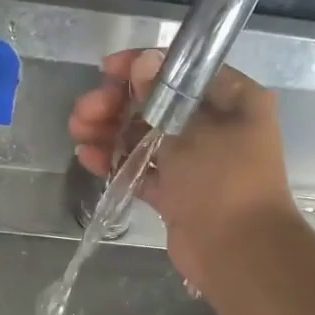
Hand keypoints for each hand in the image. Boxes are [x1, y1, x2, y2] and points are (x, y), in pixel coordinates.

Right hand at [69, 48, 297, 292]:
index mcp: (234, 101)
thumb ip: (160, 96)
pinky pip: (143, 169)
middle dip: (118, 104)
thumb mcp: (190, 132)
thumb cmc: (223, 181)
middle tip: (84, 110)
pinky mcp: (177, 192)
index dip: (144, 67)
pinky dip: (118, 162)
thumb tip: (142, 61)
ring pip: (147, 136)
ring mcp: (196, 161)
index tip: (107, 70)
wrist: (238, 254)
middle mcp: (216, 126)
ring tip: (76, 131)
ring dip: (111, 132)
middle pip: (159, 104)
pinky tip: (87, 157)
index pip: (184, 71)